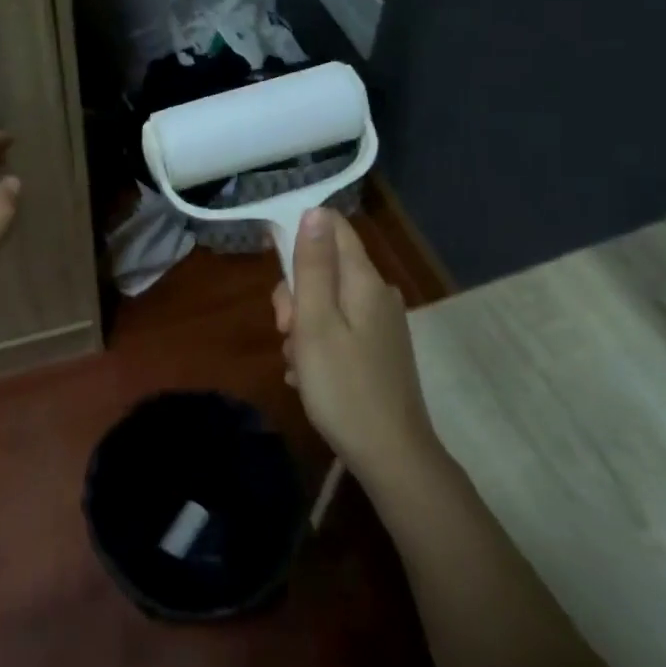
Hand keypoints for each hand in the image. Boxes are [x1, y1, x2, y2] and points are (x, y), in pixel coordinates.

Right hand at [272, 207, 440, 481]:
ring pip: (327, 304)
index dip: (299, 236)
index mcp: (364, 281)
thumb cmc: (343, 387)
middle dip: (296, 296)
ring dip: (302, 328)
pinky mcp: (378, 350)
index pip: (333, 229)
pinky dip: (318, 348)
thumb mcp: (315, 323)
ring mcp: (381, 324)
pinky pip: (338, 331)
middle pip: (325, 270)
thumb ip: (312, 266)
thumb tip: (314, 211)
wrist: (391, 455)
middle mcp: (377, 295)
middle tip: (286, 332)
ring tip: (298, 366)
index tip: (274, 267)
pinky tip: (308, 378)